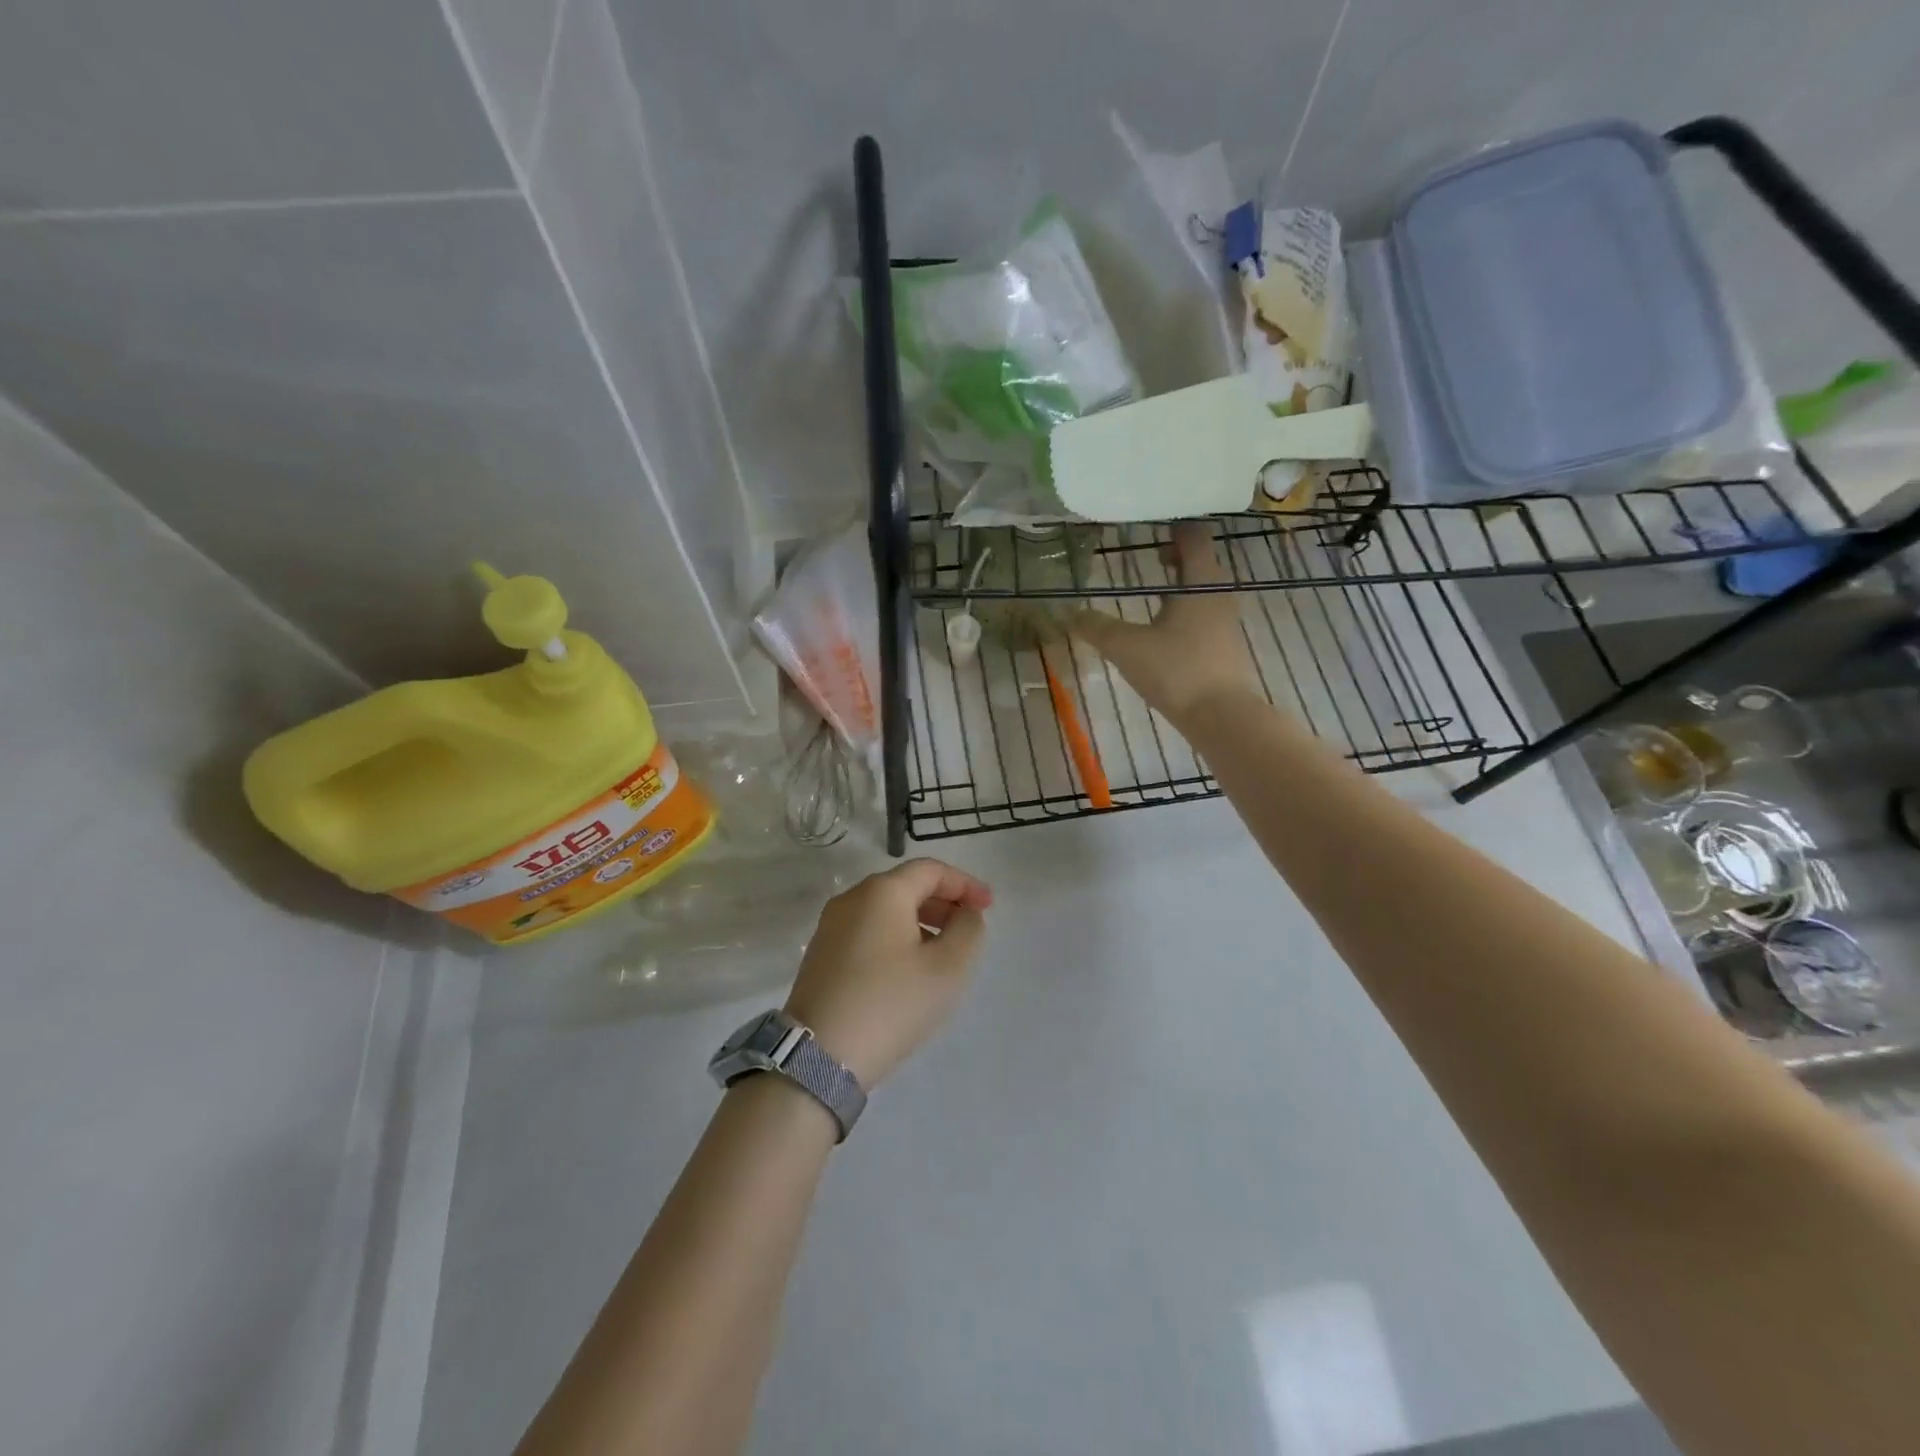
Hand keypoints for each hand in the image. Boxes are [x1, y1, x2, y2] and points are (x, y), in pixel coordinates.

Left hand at [783, 859, 991, 1087]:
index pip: (931, 870)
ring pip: (885, 910)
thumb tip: (964, 913)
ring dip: (920, 921)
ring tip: (942, 952)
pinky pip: (867, 930)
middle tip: (968, 929)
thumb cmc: (891, 1003)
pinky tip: (908, 969)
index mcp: (882, 892)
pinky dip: (895, 937)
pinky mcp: (821, 953)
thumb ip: (968, 930)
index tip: (989, 907)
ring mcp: (831, 926)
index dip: (965, 884)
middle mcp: (852, 899)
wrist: (820, 1055)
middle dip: (942, 902)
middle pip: (906, 886)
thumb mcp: (948, 968)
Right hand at [1072, 521, 1255, 721]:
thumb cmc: (1177, 671)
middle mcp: (1220, 594)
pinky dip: (1186, 608)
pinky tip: (1164, 627)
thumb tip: (1067, 612)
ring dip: (1180, 583)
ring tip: (1152, 589)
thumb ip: (1096, 628)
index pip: (1194, 536)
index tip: (1148, 523)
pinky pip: (1205, 613)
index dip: (1173, 525)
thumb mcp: (1127, 647)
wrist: (1223, 717)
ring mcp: (1226, 621)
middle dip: (1175, 554)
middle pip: (1200, 561)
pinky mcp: (1226, 646)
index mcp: (1201, 582)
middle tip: (1146, 553)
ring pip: (1203, 589)